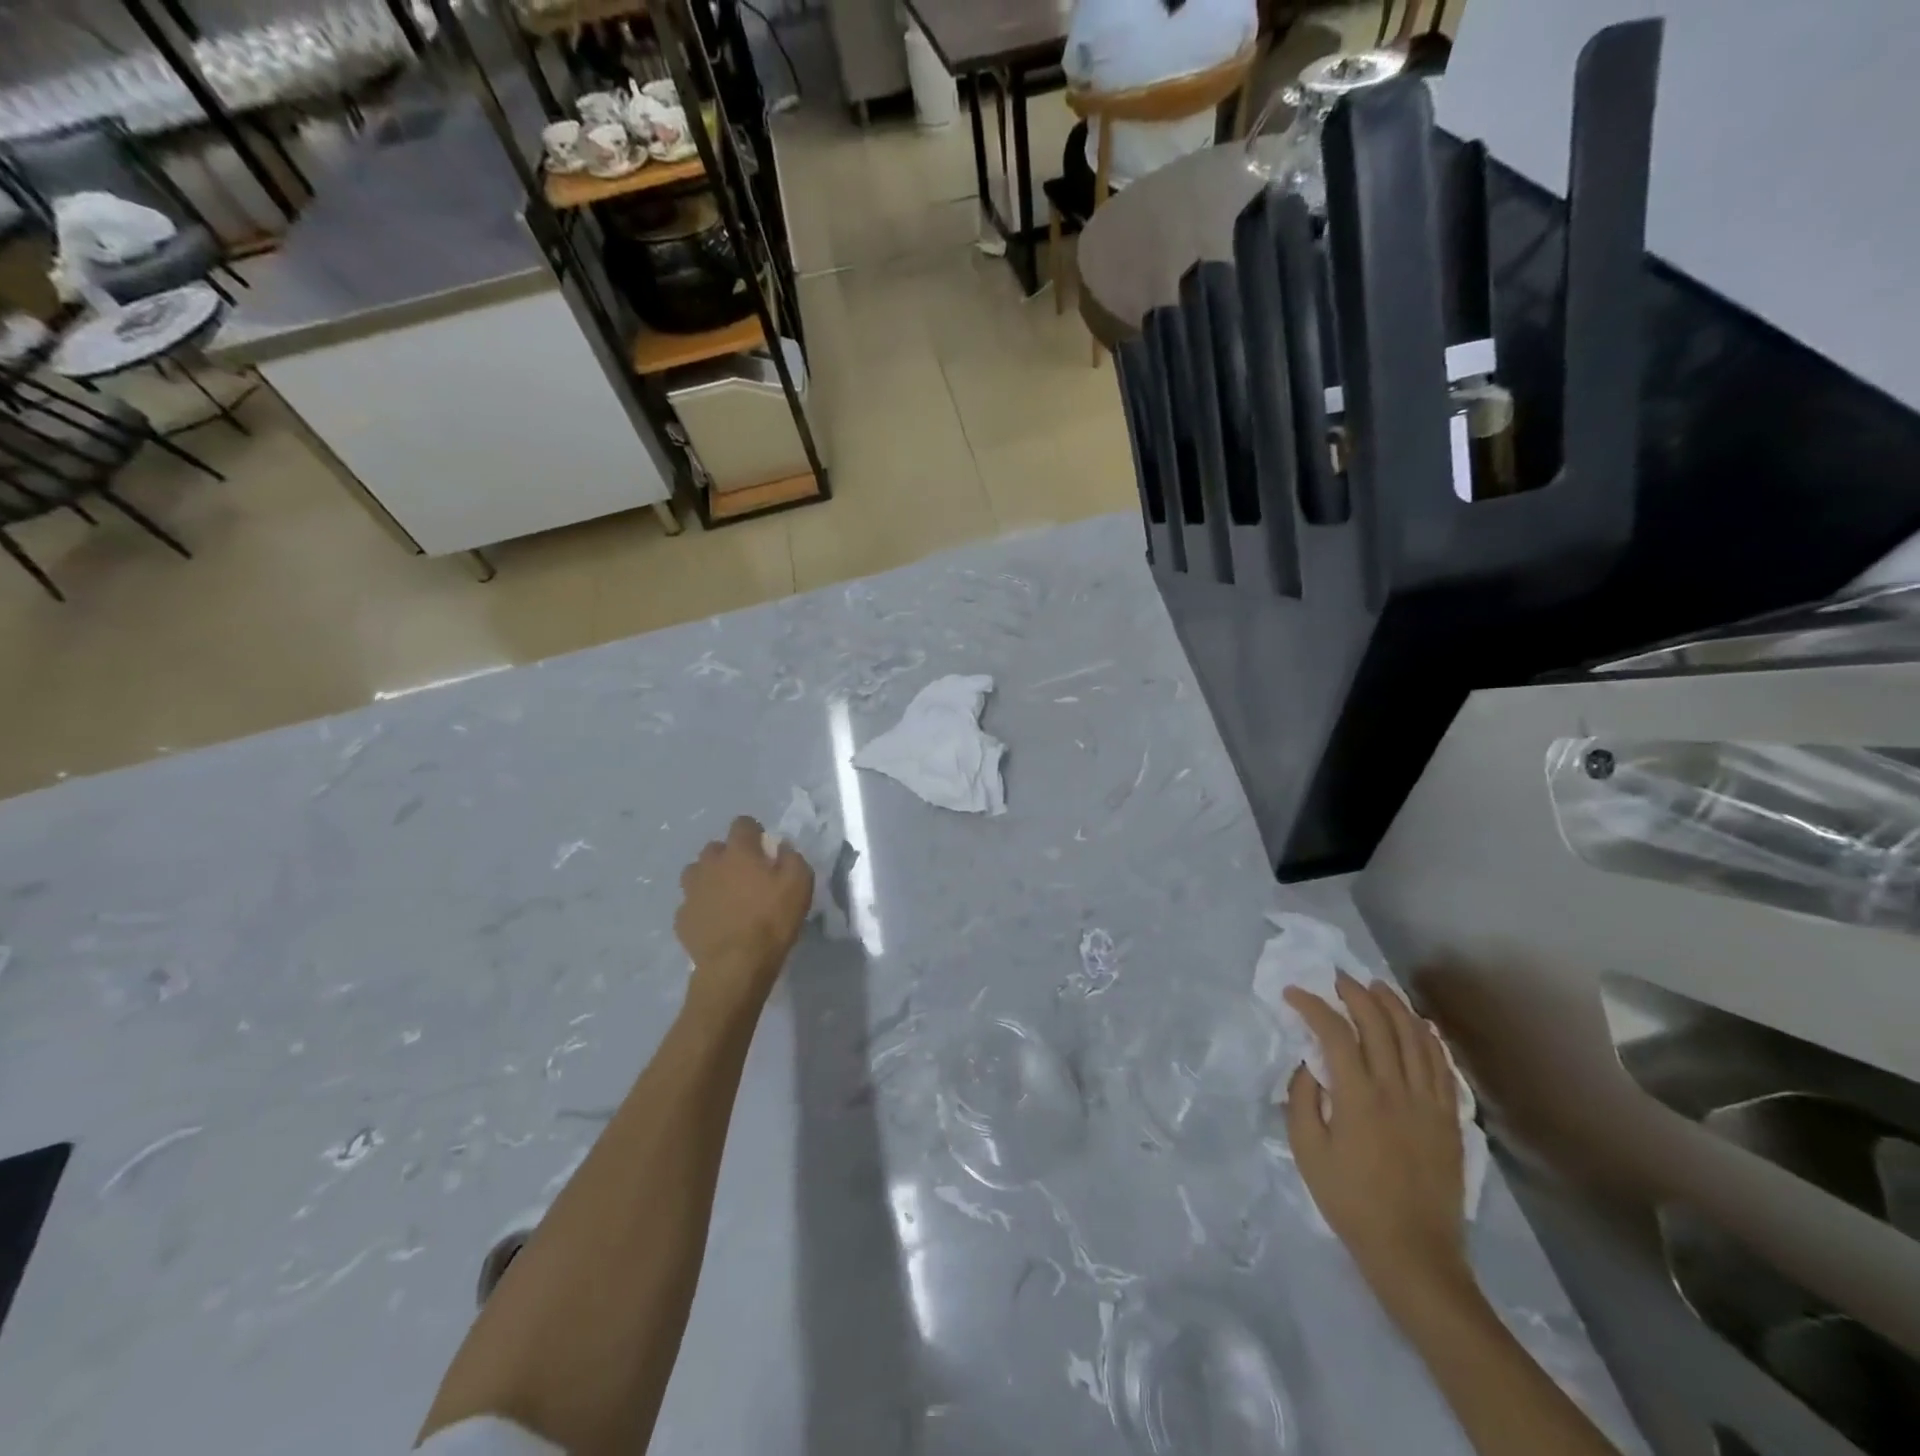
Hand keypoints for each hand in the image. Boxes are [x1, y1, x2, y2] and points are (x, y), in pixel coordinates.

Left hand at [676, 816, 812, 1015]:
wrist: (736, 966)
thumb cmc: (772, 920)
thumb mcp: (800, 884)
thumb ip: (792, 857)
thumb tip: (780, 847)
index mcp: (738, 852)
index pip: (742, 824)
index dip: (754, 832)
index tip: (764, 848)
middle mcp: (709, 865)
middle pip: (715, 848)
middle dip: (729, 856)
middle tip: (745, 876)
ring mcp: (691, 891)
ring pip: (696, 873)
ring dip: (709, 878)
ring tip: (725, 897)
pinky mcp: (682, 918)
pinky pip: (691, 904)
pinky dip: (702, 907)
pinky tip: (715, 922)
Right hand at [1283, 973, 1472, 1320]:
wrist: (1414, 1254)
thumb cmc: (1350, 1202)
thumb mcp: (1307, 1151)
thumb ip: (1302, 1098)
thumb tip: (1308, 1063)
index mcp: (1358, 1097)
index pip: (1334, 1032)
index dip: (1311, 1006)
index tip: (1292, 994)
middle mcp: (1397, 1090)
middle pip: (1379, 1024)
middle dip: (1355, 993)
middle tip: (1336, 978)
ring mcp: (1429, 1103)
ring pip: (1415, 1037)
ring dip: (1394, 1005)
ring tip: (1376, 987)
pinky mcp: (1450, 1119)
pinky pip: (1441, 1065)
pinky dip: (1428, 1037)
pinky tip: (1418, 1024)